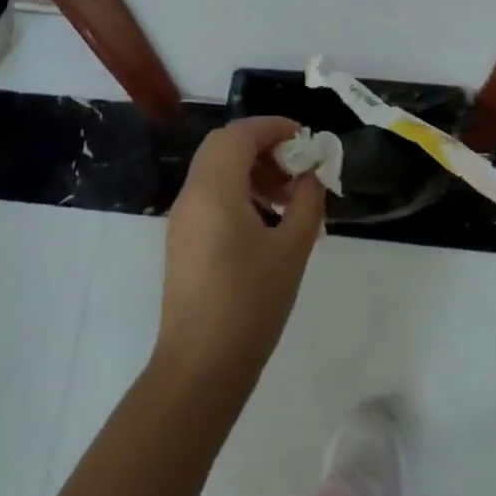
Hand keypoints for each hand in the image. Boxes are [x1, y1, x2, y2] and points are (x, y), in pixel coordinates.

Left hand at [153, 117, 324, 389]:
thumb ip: (307, 202)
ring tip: (288, 199)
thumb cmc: (250, 303)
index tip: (305, 139)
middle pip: (224, 146)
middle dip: (263, 147)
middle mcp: (192, 194)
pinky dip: (238, 192)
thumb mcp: (291, 249)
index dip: (273, 127)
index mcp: (214, 188)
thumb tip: (312, 174)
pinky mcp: (182, 240)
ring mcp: (182, 218)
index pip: (240, 133)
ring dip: (251, 170)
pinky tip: (267, 224)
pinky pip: (210, 195)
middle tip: (296, 167)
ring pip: (216, 170)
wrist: (199, 368)